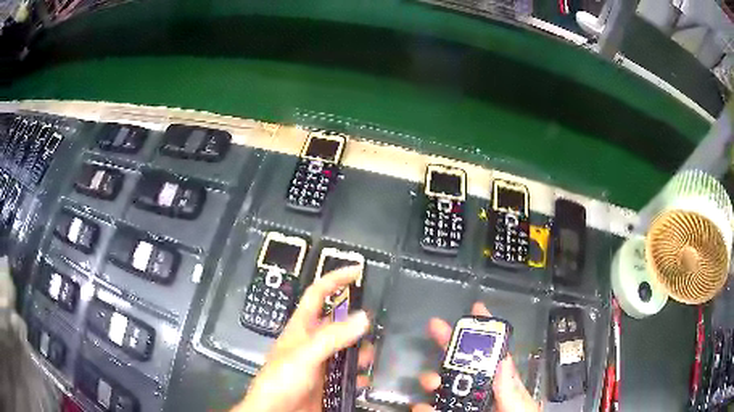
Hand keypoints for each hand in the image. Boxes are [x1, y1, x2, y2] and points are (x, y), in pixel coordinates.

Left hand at [230, 267, 372, 411]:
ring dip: (361, 352)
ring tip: (371, 359)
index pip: (317, 294)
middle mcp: (312, 342)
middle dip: (356, 322)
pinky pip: (349, 373)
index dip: (335, 279)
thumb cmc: (281, 380)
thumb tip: (363, 317)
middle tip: (375, 327)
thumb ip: (332, 337)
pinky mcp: (328, 382)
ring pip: (347, 349)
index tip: (357, 270)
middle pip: (338, 323)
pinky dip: (359, 375)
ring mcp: (321, 363)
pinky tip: (364, 380)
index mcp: (301, 328)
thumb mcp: (304, 355)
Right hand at [413, 302, 539, 411]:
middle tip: (435, 326)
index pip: (492, 354)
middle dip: (449, 343)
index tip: (476, 307)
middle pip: (463, 364)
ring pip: (444, 386)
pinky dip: (423, 407)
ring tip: (430, 381)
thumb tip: (502, 359)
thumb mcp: (518, 405)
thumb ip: (510, 387)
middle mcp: (480, 392)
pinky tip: (420, 407)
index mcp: (501, 384)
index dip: (484, 330)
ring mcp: (463, 405)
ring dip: (432, 377)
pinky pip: (433, 409)